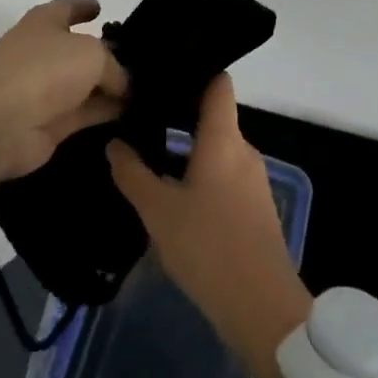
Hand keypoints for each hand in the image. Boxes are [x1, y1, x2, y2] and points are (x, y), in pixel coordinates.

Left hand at [0, 0, 128, 198]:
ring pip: (87, 84)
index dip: (85, 7)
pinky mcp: (51, 124)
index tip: (102, 7)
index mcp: (45, 22)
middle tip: (142, 58)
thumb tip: (123, 85)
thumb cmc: (42, 70)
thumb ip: (114, 66)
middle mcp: (45, 52)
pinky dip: (107, 112)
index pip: (68, 8)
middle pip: (81, 49)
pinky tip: (135, 113)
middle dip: (108, 53)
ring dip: (111, 87)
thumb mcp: (91, 54)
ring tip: (148, 88)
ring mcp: (46, 90)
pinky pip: (86, 113)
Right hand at [108, 75, 311, 377]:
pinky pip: (225, 175)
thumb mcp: (158, 210)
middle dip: (180, 115)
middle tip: (142, 116)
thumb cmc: (208, 246)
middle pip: (214, 116)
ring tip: (151, 155)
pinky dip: (201, 175)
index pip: (218, 82)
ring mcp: (254, 179)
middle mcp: (243, 149)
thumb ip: (133, 173)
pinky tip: (175, 194)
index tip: (164, 70)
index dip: (195, 69)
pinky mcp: (255, 207)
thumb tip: (114, 142)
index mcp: (224, 137)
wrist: (262, 308)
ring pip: (217, 150)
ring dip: (188, 151)